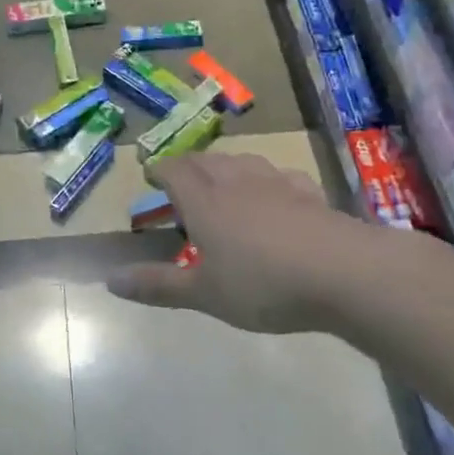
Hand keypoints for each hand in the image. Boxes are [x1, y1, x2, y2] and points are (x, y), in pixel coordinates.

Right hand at [108, 152, 392, 334]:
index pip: (174, 170)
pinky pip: (278, 175)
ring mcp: (275, 182)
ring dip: (225, 167)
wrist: (343, 272)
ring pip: (241, 161)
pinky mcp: (308, 192)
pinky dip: (265, 180)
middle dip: (188, 167)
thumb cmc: (263, 284)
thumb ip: (157, 285)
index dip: (159, 170)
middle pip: (206, 160)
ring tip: (222, 183)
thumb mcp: (204, 294)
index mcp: (204, 201)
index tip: (150, 177)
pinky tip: (274, 194)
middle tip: (181, 183)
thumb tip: (110, 280)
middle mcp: (236, 181)